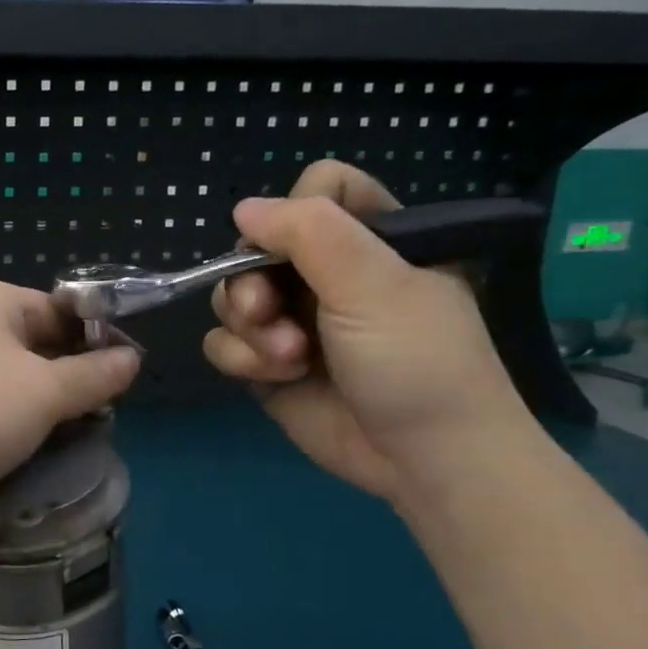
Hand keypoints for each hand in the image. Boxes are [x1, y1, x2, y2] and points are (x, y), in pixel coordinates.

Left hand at [0, 279, 140, 537]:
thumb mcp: (41, 393)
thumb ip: (92, 375)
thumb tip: (130, 357)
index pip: (61, 311)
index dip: (95, 346)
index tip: (118, 391)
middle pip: (31, 347)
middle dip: (62, 386)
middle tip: (89, 428)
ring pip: (1, 385)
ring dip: (29, 415)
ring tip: (52, 450)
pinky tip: (7, 459)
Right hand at [203, 161, 533, 500]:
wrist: (423, 460)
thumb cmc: (416, 360)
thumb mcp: (375, 283)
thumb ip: (309, 232)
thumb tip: (243, 207)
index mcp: (371, 240)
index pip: (319, 188)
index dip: (297, 211)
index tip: (297, 246)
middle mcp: (326, 275)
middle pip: (256, 246)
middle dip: (252, 283)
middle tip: (268, 312)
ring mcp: (293, 320)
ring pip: (231, 296)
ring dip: (249, 328)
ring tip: (288, 358)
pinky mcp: (268, 364)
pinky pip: (224, 342)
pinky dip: (240, 358)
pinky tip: (275, 377)